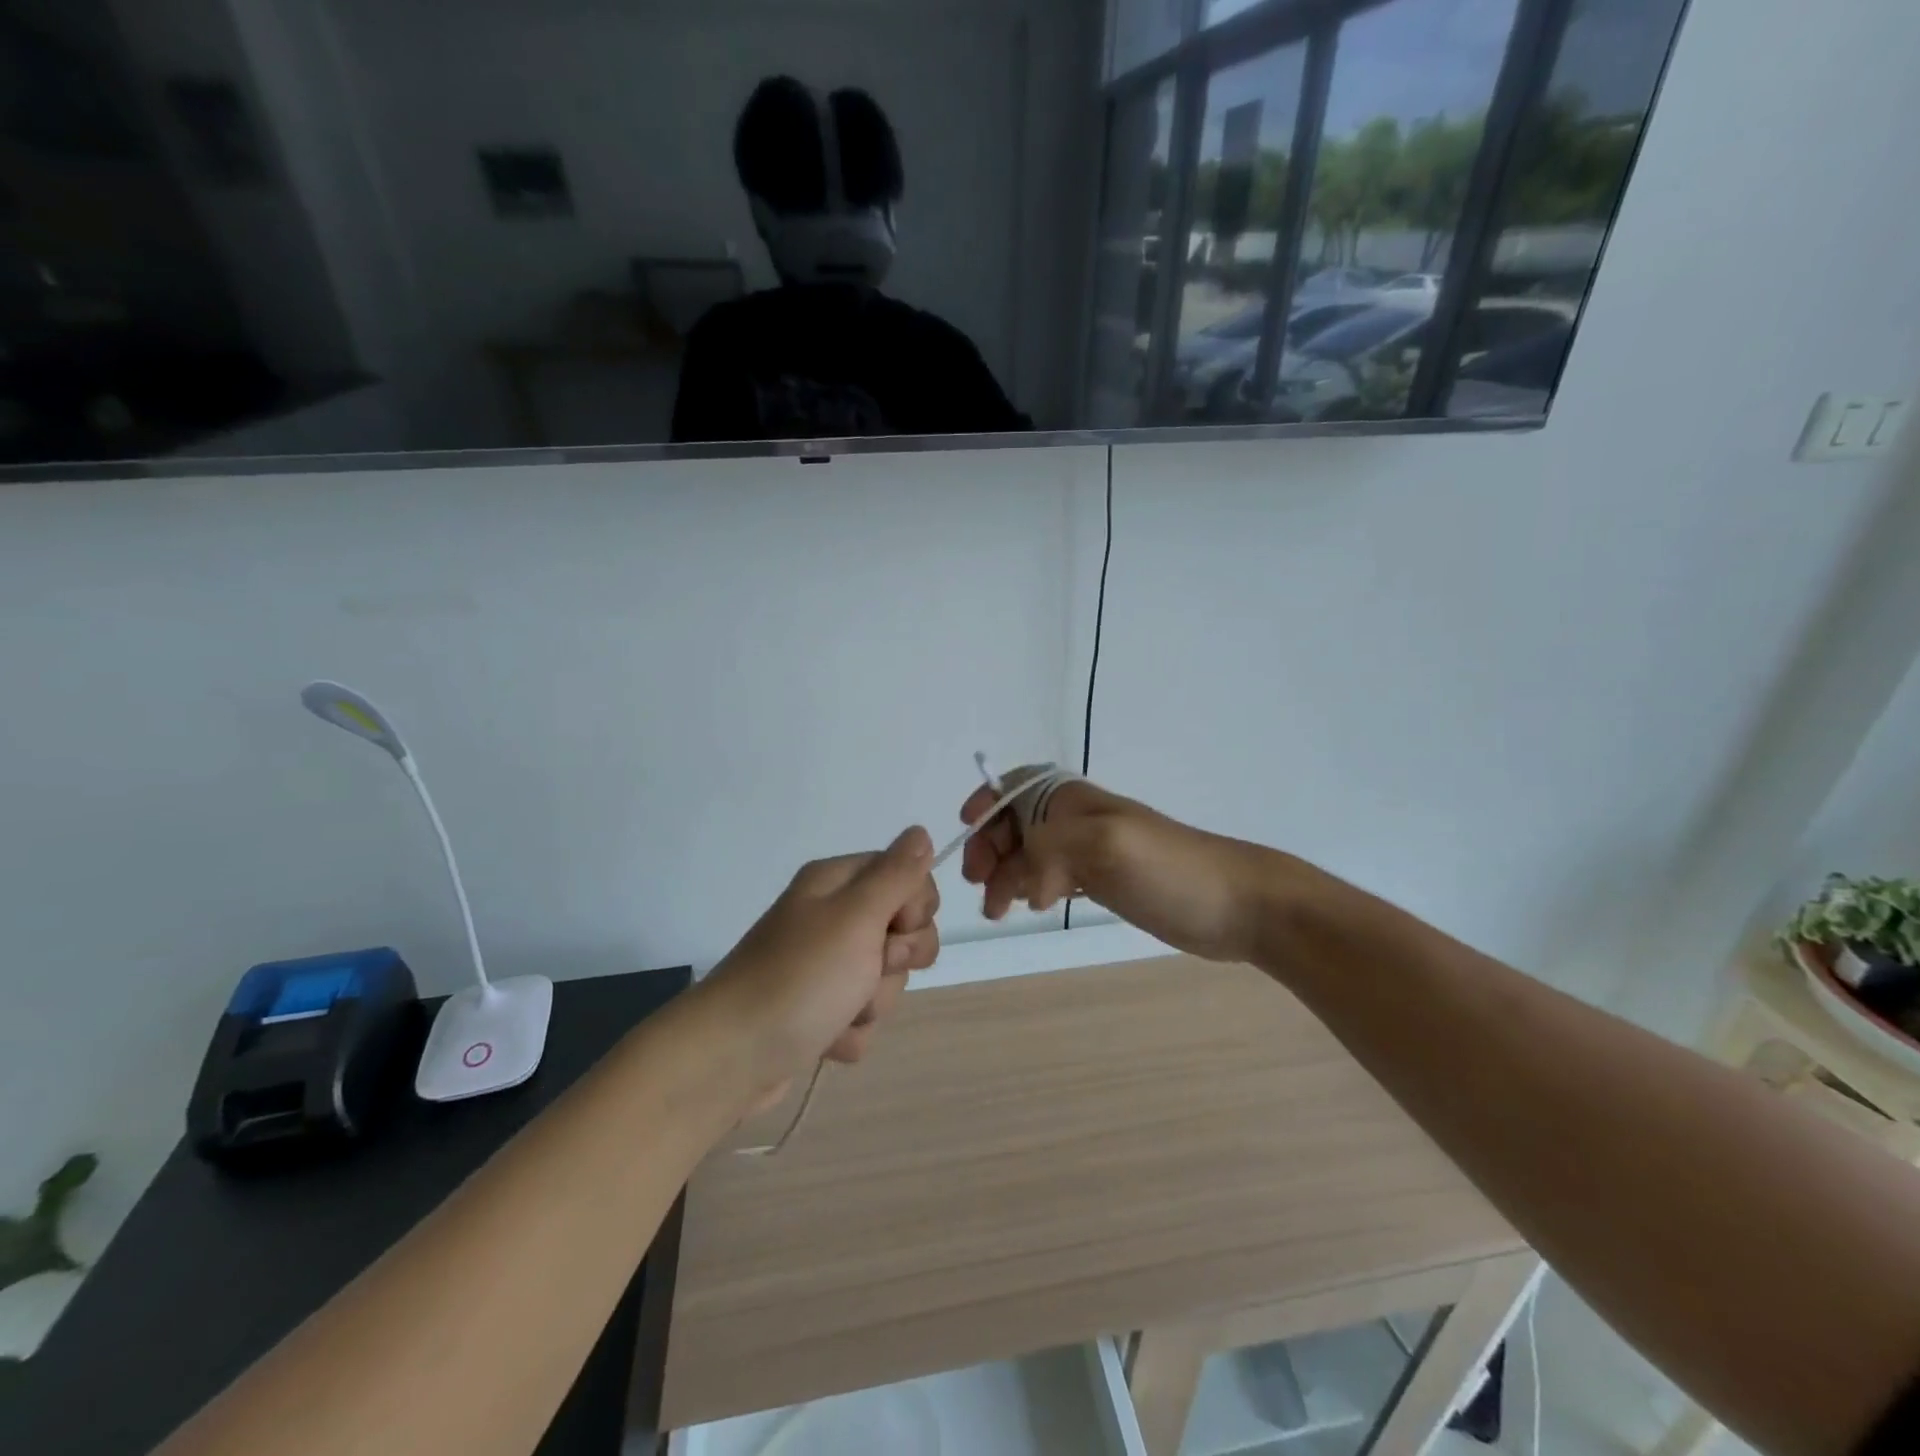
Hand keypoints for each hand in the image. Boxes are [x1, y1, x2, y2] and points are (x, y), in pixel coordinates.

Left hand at [703, 827, 939, 1106]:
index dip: (914, 906)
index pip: (906, 877)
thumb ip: (896, 875)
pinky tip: (826, 1038)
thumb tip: (921, 831)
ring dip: (872, 1002)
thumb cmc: (800, 978)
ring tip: (839, 1012)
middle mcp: (830, 918)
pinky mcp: (818, 1011)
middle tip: (868, 970)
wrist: (730, 1058)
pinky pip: (862, 1015)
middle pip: (901, 931)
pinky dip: (851, 1031)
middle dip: (897, 960)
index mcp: (836, 884)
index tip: (894, 928)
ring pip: (885, 978)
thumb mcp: (856, 916)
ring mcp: (822, 966)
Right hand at [959, 775, 1264, 963]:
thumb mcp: (1106, 844)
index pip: (1015, 788)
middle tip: (981, 887)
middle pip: (1015, 824)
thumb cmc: (1171, 869)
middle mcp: (1077, 821)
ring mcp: (1091, 852)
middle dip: (990, 849)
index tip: (965, 831)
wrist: (1237, 905)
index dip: (986, 802)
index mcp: (1074, 801)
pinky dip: (1031, 889)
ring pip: (1030, 854)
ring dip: (1006, 875)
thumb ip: (1050, 850)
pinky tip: (1028, 907)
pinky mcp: (1104, 882)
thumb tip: (1020, 885)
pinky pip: (1051, 877)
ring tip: (998, 910)